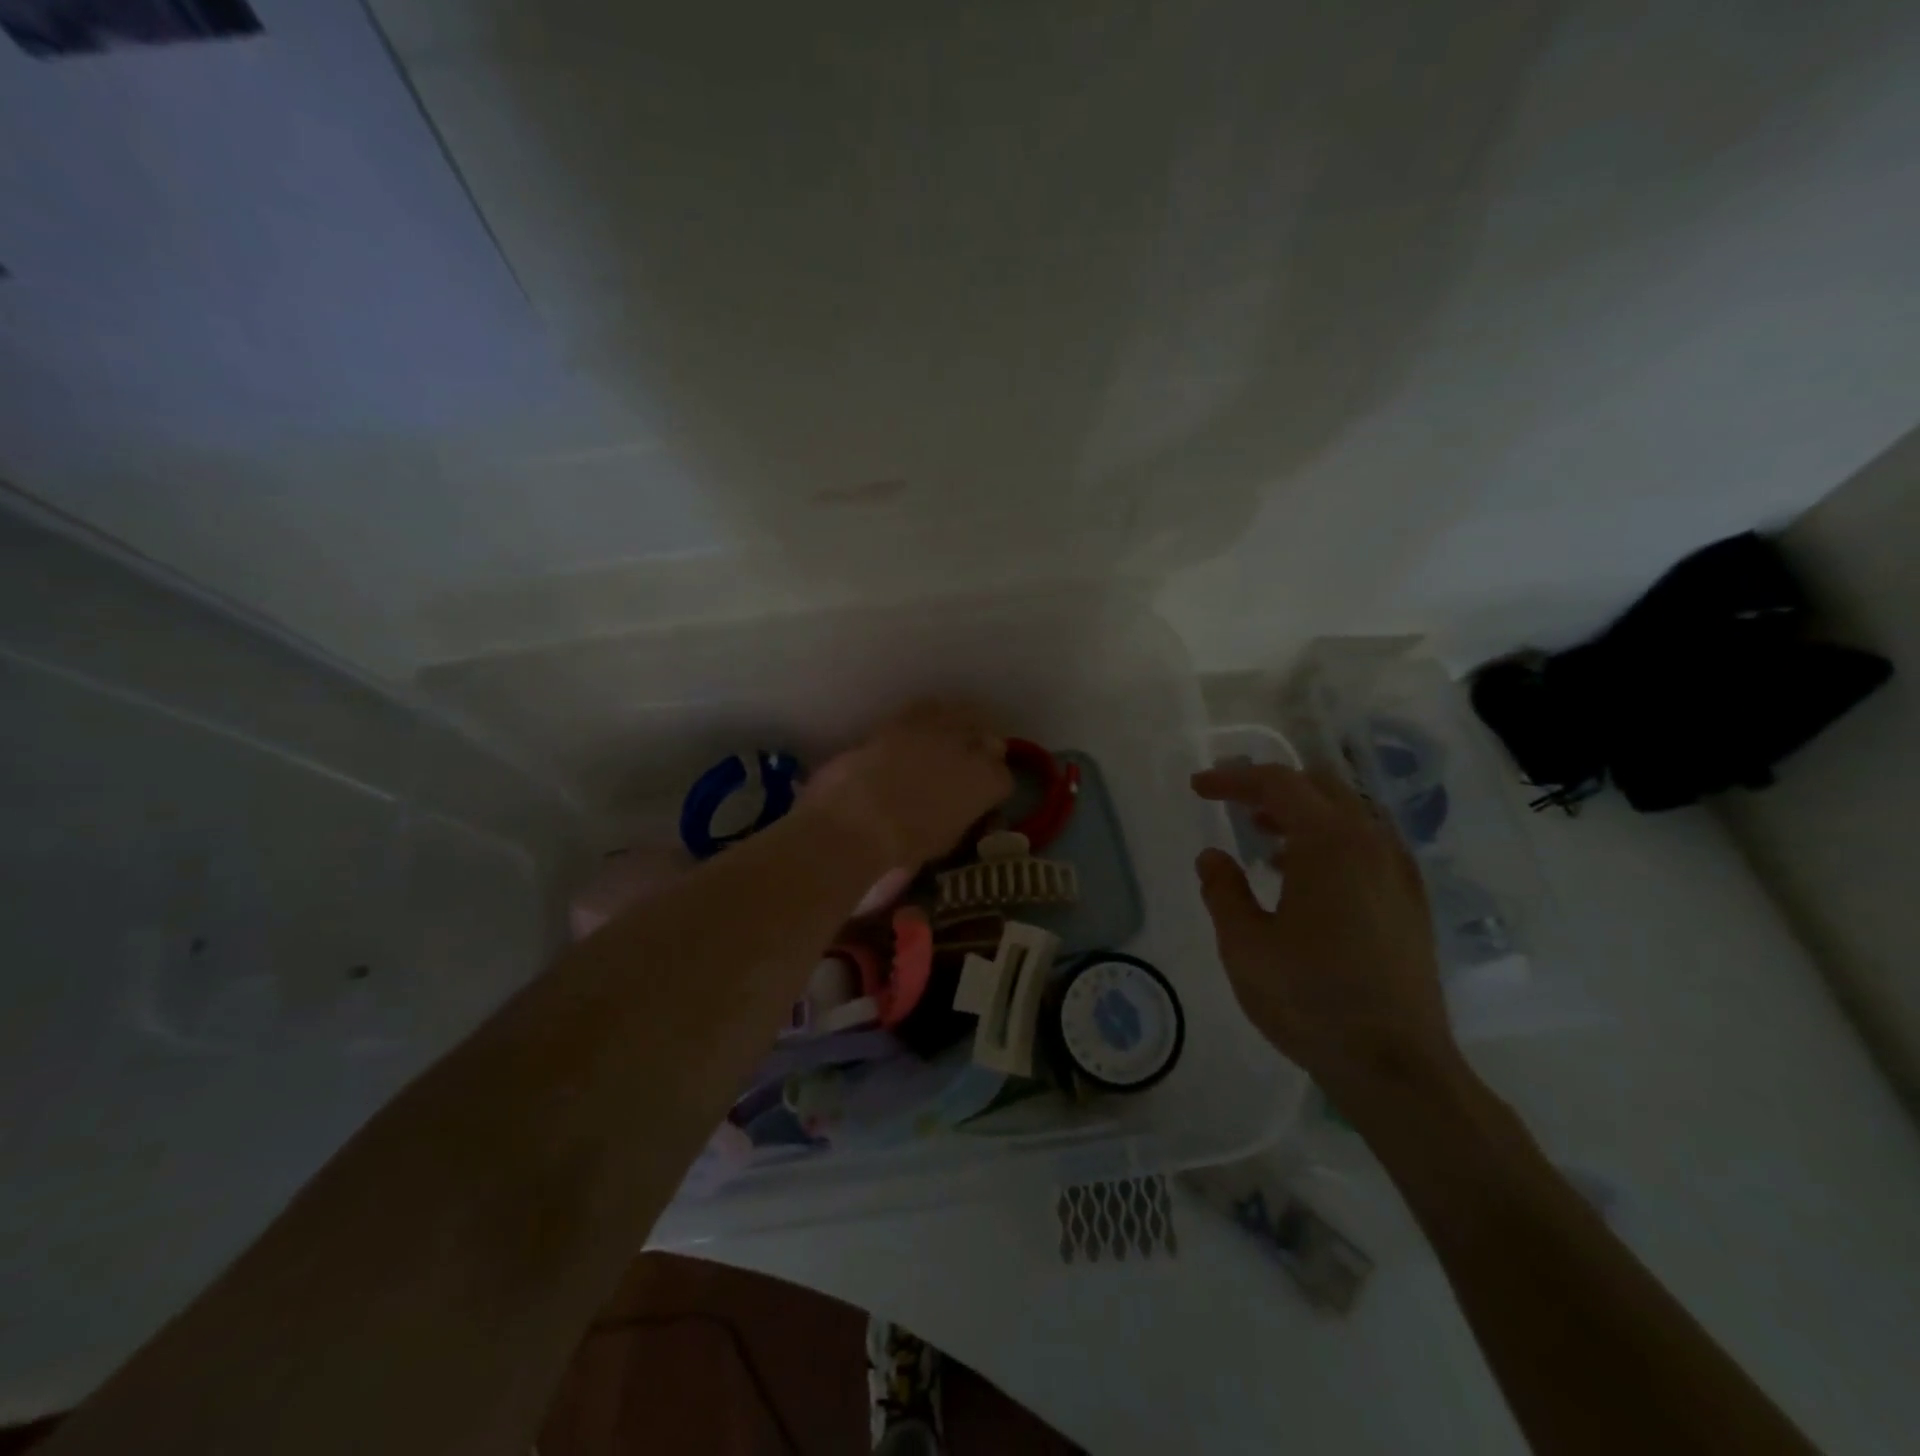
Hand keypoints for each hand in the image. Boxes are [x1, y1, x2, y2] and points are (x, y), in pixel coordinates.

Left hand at [810, 700, 1012, 867]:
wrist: (859, 820)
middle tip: (967, 765)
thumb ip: (962, 817)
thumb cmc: (905, 844)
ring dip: (962, 726)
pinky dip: (929, 713)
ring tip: (949, 738)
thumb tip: (960, 810)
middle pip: (991, 740)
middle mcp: (972, 748)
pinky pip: (927, 706)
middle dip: (983, 751)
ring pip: (964, 714)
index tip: (981, 795)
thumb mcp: (947, 840)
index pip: (1004, 778)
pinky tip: (922, 724)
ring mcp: (939, 728)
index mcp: (987, 783)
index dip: (992, 787)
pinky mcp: (905, 718)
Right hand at [1191, 763, 1459, 1100]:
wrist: (1397, 1066)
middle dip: (1272, 788)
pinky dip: (1330, 841)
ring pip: (1349, 815)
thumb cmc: (1310, 999)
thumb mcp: (1245, 946)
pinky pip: (1368, 846)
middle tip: (1233, 803)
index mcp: (1330, 843)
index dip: (1233, 779)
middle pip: (1320, 787)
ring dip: (1303, 814)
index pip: (1278, 784)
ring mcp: (1399, 873)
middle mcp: (1373, 844)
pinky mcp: (1411, 902)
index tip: (1199, 788)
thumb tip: (1212, 857)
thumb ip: (1223, 891)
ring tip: (1264, 841)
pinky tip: (1306, 879)